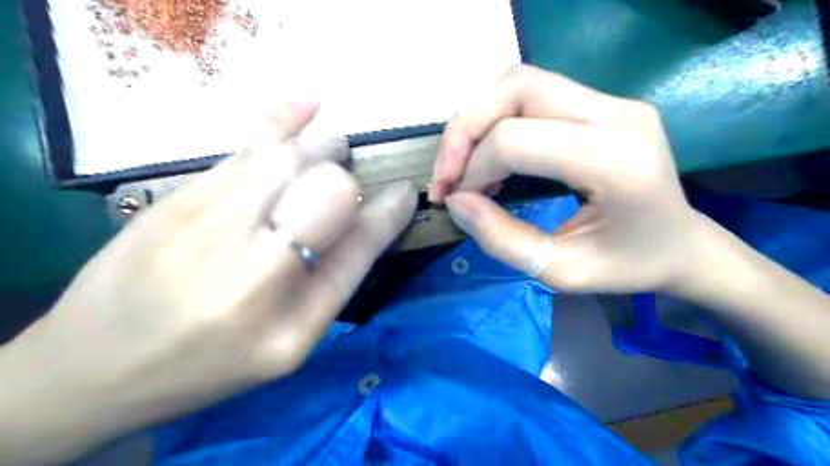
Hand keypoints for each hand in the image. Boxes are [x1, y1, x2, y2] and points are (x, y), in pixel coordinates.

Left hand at [0, 100, 414, 461]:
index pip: (357, 248)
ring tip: (333, 144)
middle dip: (346, 181)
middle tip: (349, 178)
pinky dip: (281, 121)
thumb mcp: (288, 347)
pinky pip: (242, 149)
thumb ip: (331, 287)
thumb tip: (367, 223)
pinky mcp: (174, 200)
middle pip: (324, 193)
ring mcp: (206, 229)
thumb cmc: (208, 365)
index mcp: (289, 323)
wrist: (94, 367)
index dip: (388, 213)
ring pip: (284, 161)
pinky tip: (306, 104)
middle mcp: (252, 271)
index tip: (405, 192)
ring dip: (321, 147)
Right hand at [432, 65, 708, 293]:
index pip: (516, 139)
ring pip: (520, 82)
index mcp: (615, 161)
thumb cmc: (627, 266)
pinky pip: (532, 94)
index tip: (457, 201)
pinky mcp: (602, 103)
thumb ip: (500, 239)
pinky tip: (491, 157)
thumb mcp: (559, 271)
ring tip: (463, 165)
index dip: (472, 168)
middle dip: (465, 130)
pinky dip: (497, 120)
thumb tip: (456, 201)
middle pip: (516, 88)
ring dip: (478, 120)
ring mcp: (613, 102)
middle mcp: (617, 114)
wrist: (681, 245)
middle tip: (447, 175)